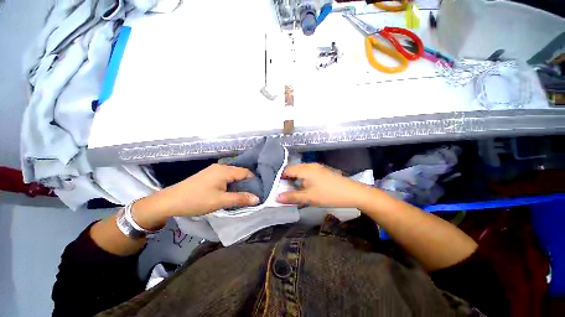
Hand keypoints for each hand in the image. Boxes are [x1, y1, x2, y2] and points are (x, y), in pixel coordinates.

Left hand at [132, 164, 259, 228]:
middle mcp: (221, 167)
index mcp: (225, 170)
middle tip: (252, 194)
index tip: (259, 191)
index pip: (246, 172)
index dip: (254, 181)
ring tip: (242, 194)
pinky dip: (230, 183)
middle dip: (247, 182)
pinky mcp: (208, 175)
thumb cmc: (197, 200)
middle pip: (240, 172)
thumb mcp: (221, 201)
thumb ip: (240, 198)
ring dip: (238, 183)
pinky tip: (230, 191)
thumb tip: (257, 198)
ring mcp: (213, 170)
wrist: (169, 201)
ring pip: (232, 175)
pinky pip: (225, 177)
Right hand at [276, 163, 370, 207]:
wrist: (352, 192)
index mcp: (305, 169)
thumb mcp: (308, 198)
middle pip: (294, 170)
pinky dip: (304, 180)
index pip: (287, 170)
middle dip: (288, 180)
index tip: (277, 187)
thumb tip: (276, 198)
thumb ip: (292, 197)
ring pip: (301, 171)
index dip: (280, 178)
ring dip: (296, 180)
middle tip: (285, 190)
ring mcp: (317, 167)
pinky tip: (306, 188)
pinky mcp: (322, 171)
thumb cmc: (328, 195)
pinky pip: (308, 173)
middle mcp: (310, 165)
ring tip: (295, 191)